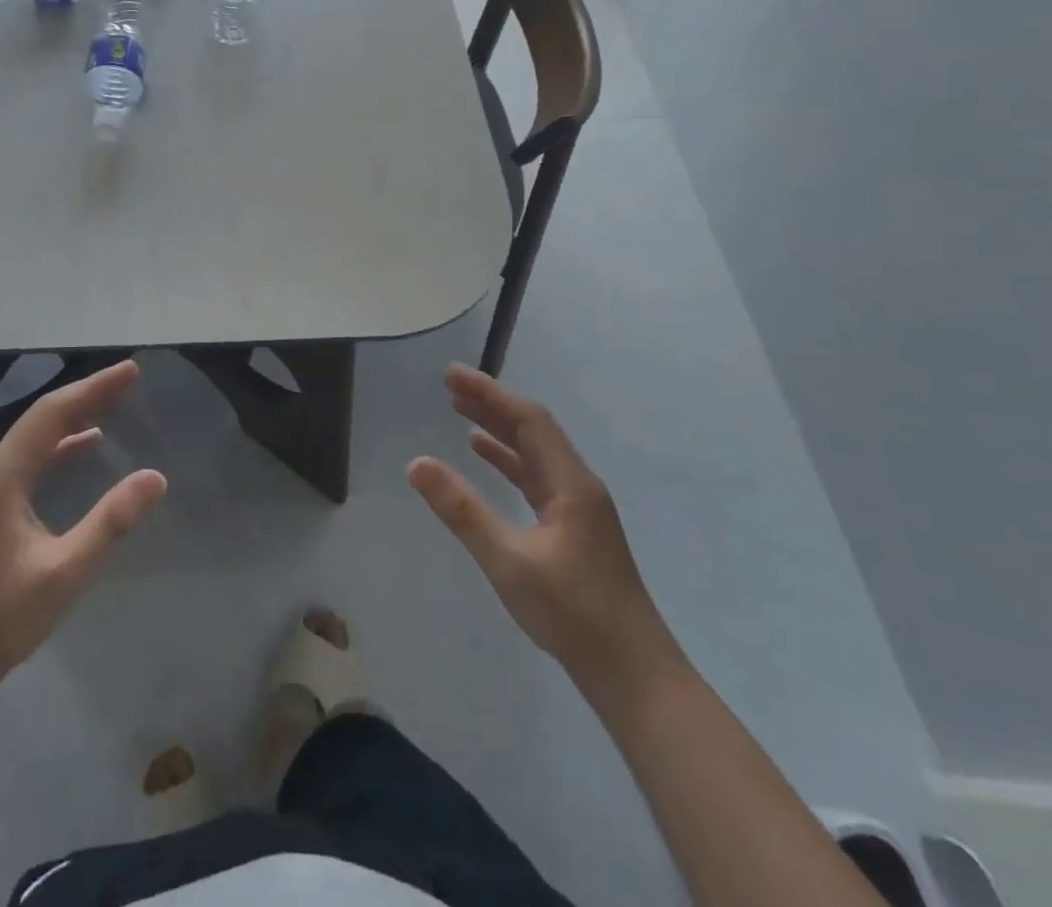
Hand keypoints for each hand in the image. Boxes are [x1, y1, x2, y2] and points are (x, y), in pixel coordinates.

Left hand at [0, 361, 165, 698]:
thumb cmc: (0, 619)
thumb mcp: (64, 572)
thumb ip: (110, 522)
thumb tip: (155, 477)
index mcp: (4, 477)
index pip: (53, 414)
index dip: (93, 388)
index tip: (130, 371)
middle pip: (44, 419)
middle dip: (87, 395)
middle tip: (128, 379)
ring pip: (37, 438)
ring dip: (74, 417)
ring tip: (113, 403)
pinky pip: (32, 461)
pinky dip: (62, 446)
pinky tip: (85, 447)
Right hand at [408, 365, 683, 703]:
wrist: (634, 675)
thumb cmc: (573, 615)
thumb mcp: (509, 561)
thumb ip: (463, 511)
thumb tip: (417, 463)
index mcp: (571, 484)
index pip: (528, 420)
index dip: (489, 393)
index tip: (452, 375)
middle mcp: (577, 485)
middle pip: (532, 430)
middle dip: (491, 404)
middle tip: (449, 386)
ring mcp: (577, 507)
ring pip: (533, 453)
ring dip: (498, 429)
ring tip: (460, 411)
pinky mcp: (573, 528)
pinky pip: (535, 477)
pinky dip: (507, 460)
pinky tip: (484, 456)